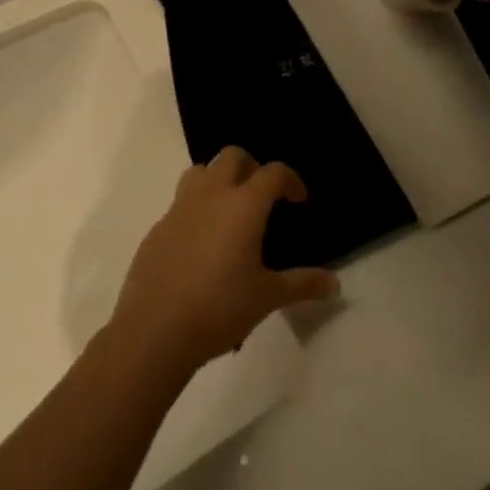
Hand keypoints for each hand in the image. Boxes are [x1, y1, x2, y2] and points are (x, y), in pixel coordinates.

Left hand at [108, 148, 340, 373]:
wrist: (154, 332)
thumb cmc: (220, 308)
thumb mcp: (268, 297)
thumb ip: (303, 284)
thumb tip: (335, 285)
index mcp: (244, 205)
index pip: (273, 172)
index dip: (290, 180)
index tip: (298, 200)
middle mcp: (211, 196)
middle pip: (233, 157)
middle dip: (252, 168)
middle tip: (263, 197)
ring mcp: (179, 209)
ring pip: (200, 171)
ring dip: (218, 179)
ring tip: (229, 210)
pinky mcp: (157, 230)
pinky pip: (180, 204)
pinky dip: (195, 210)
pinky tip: (201, 245)